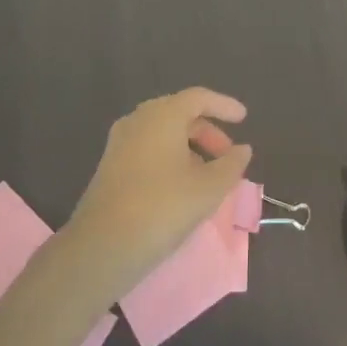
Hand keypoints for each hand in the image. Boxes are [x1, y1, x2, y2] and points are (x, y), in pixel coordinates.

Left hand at [64, 88, 254, 301]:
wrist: (102, 247)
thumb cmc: (162, 208)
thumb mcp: (208, 189)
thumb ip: (231, 165)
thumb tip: (242, 150)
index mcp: (162, 115)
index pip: (198, 98)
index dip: (224, 105)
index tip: (244, 118)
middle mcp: (138, 120)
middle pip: (180, 114)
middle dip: (207, 131)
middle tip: (227, 156)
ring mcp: (120, 142)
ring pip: (163, 133)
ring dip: (189, 147)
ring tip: (208, 175)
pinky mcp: (110, 166)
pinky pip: (148, 149)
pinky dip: (170, 157)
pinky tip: (181, 185)